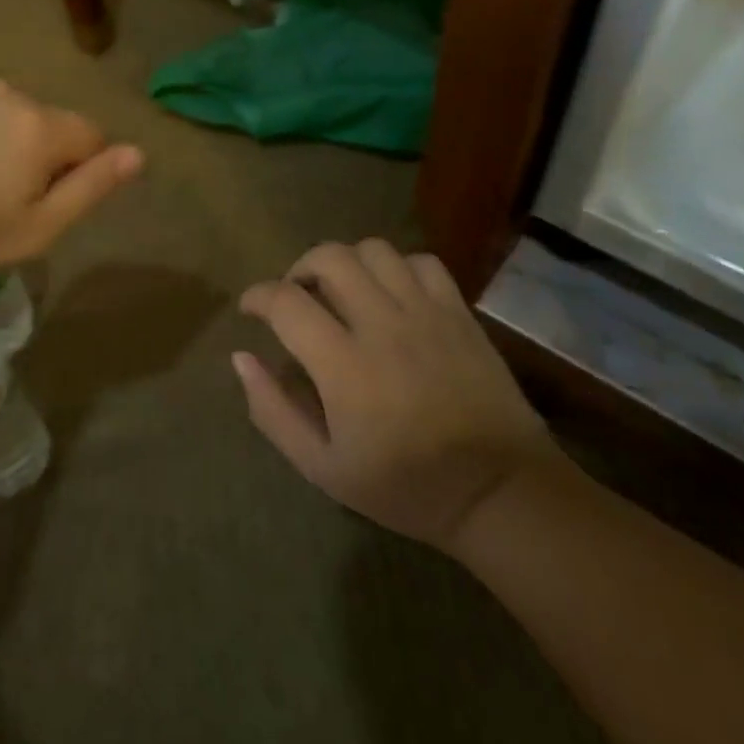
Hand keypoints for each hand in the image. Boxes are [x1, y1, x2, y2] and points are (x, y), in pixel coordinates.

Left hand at [0, 80, 142, 282]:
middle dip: (40, 160)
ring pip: (9, 119)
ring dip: (3, 147)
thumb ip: (91, 188)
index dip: (78, 174)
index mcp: (42, 127)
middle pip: (49, 126)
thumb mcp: (34, 229)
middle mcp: (11, 95)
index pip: (91, 137)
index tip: (41, 208)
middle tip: (0, 207)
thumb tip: (137, 154)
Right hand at [234, 240, 566, 554]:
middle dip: (299, 268)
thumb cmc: (406, 487)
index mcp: (343, 363)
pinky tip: (392, 295)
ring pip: (373, 250)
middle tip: (297, 297)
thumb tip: (241, 358)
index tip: (251, 309)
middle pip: (328, 257)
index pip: (285, 301)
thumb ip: (273, 411)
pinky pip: (421, 262)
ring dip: (346, 262)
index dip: (257, 295)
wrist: (501, 494)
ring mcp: (426, 313)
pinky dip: (397, 268)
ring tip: (343, 291)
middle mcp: (382, 324)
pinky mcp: (459, 313)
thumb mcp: (322, 467)